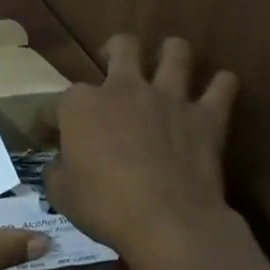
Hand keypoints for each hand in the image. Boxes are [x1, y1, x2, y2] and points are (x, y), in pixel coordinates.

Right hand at [45, 35, 269, 269]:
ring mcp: (168, 98)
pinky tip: (218, 89)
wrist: (168, 223)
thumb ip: (57, 170)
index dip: (48, 120)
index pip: (55, 103)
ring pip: (176, 51)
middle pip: (121, 47)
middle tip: (112, 64)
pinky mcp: (206, 117)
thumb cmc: (105, 207)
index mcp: (81, 105)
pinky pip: (223, 86)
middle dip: (114, 49)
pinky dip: (221, 85)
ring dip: (172, 53)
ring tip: (168, 62)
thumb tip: (60, 162)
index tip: (47, 135)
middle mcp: (124, 89)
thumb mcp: (61, 194)